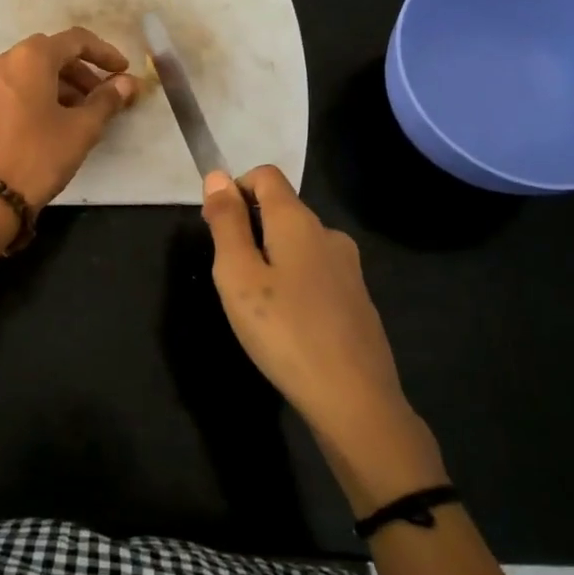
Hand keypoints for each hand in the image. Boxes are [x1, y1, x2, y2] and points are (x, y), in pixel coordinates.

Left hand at [0, 28, 140, 208]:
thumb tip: (128, 83)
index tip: (124, 72)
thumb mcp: (81, 129)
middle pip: (53, 53)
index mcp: (31, 57)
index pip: (76, 40)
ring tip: (86, 113)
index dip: (105, 53)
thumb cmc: (39, 155)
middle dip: (84, 71)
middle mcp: (6, 60)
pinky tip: (59, 120)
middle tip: (106, 96)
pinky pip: (20, 86)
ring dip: (65, 84)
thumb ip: (107, 100)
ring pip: (35, 71)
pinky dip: (43, 93)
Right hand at [202, 166, 438, 493]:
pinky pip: (315, 272)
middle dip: (249, 229)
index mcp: (298, 221)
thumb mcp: (238, 275)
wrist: (354, 399)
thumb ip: (226, 223)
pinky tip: (287, 323)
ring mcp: (349, 268)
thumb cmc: (283, 331)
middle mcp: (329, 234)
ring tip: (256, 305)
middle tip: (230, 278)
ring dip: (270, 258)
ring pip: (298, 243)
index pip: (266, 175)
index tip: (216, 228)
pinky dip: (293, 282)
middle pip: (282, 209)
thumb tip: (217, 175)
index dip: (235, 189)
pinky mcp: (357, 299)